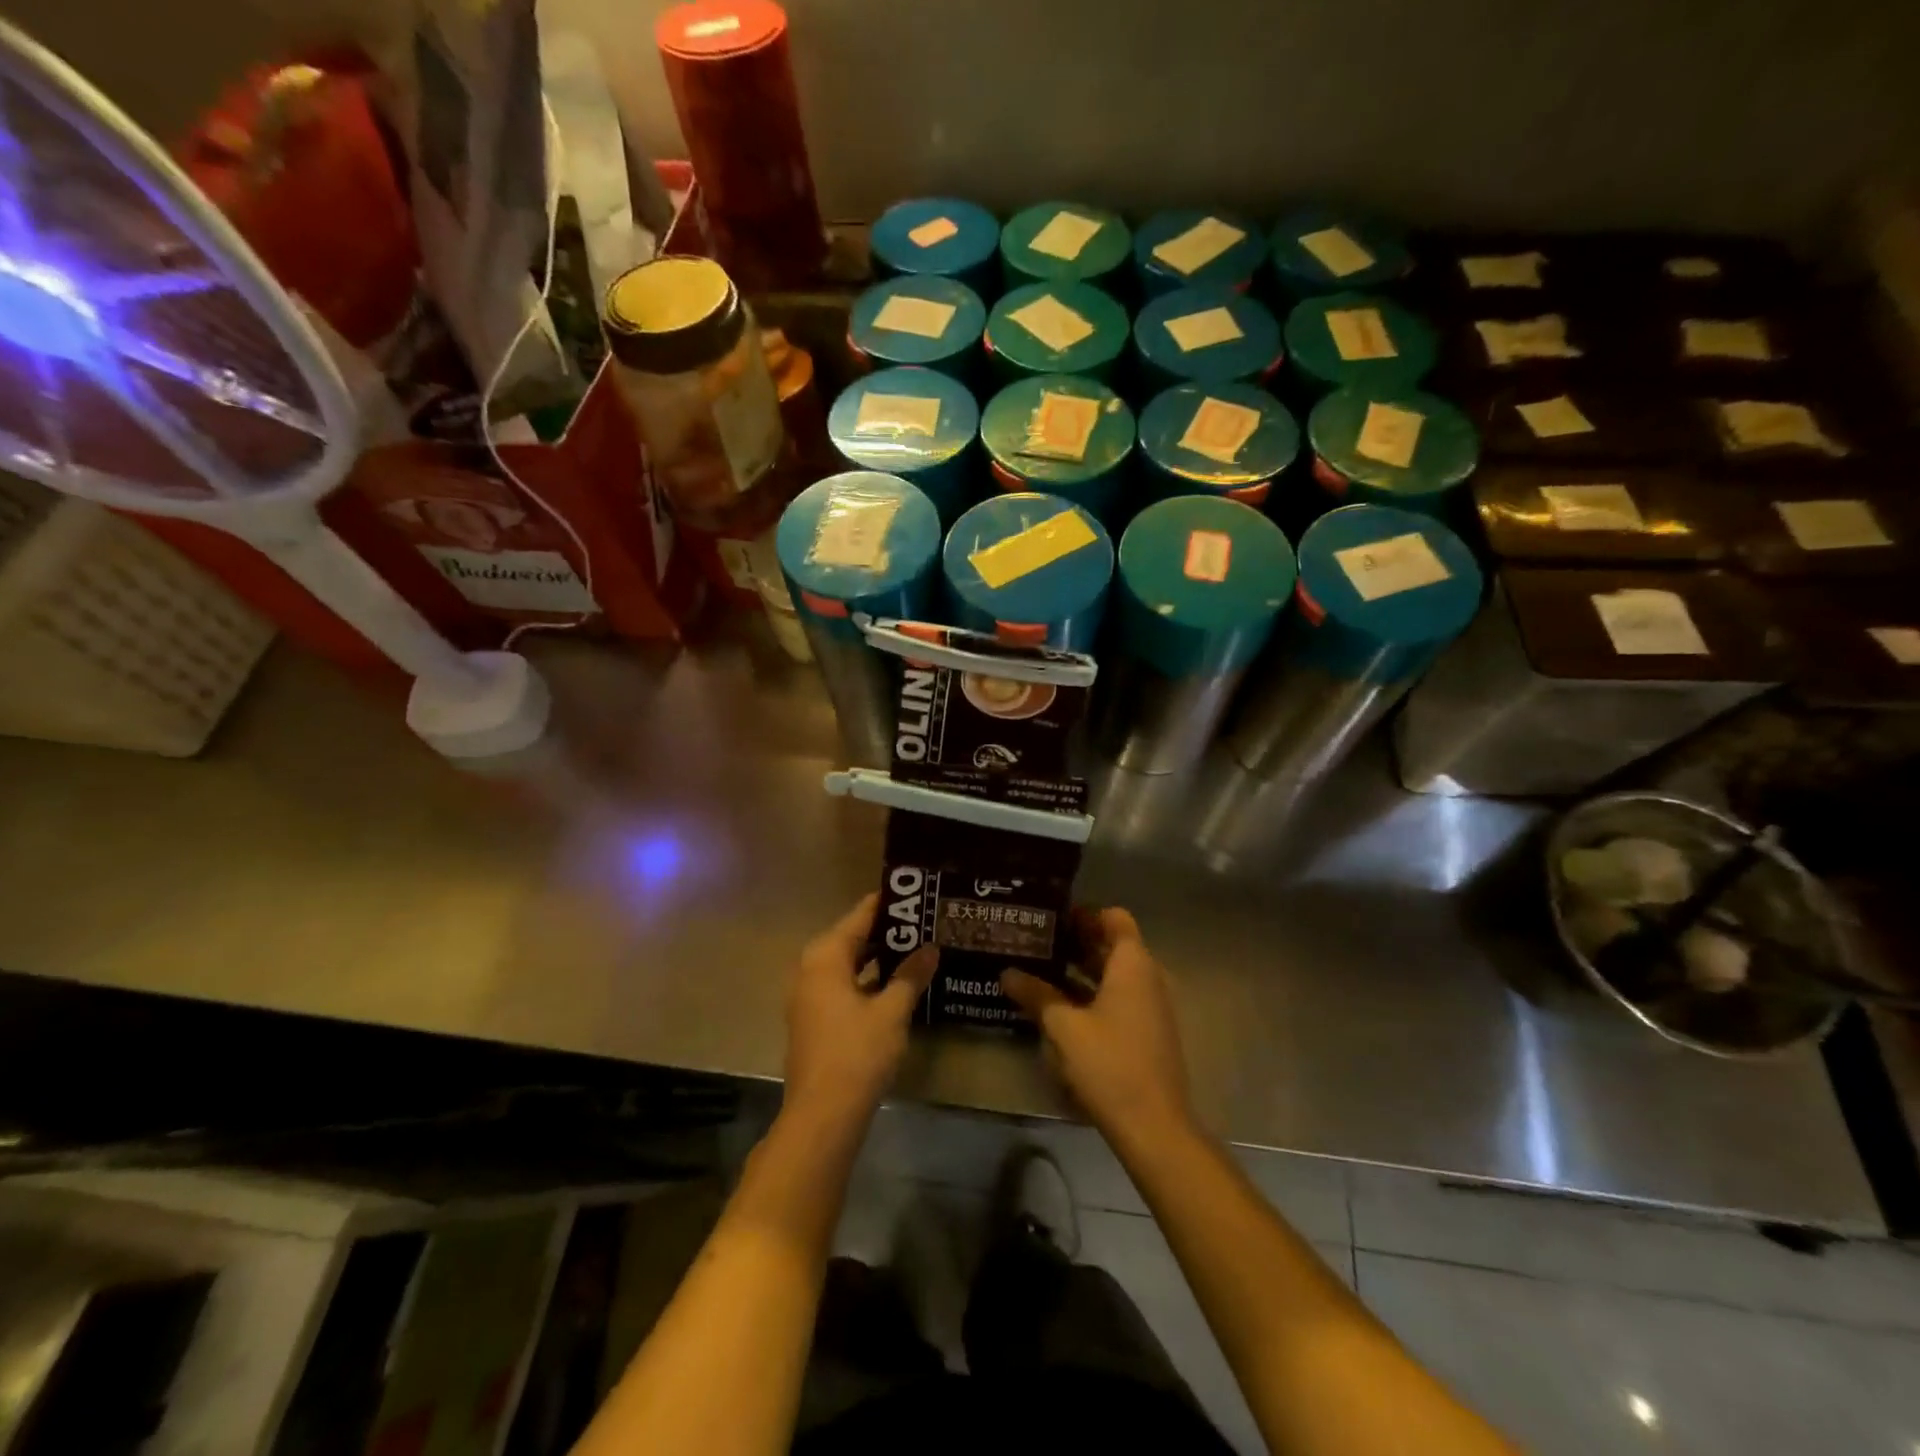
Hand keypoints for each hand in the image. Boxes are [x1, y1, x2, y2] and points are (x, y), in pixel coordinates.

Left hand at [783, 893, 939, 1134]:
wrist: (823, 1115)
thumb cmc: (857, 1053)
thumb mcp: (892, 1011)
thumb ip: (911, 975)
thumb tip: (930, 948)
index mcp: (825, 956)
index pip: (861, 915)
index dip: (890, 904)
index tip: (919, 893)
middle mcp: (811, 968)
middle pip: (853, 938)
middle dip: (889, 932)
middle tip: (926, 921)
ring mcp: (810, 996)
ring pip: (849, 964)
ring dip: (880, 957)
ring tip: (918, 948)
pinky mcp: (815, 1019)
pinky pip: (845, 985)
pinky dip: (869, 980)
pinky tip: (898, 984)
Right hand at [1001, 907, 1192, 1143]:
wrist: (1154, 1126)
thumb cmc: (1109, 1063)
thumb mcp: (1063, 1027)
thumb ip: (1036, 994)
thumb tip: (1007, 973)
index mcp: (1133, 964)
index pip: (1114, 918)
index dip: (1084, 913)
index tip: (1051, 917)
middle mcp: (1147, 977)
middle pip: (1112, 945)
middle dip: (1075, 941)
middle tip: (1035, 942)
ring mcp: (1150, 1007)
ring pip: (1113, 974)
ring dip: (1081, 970)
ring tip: (1040, 970)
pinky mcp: (1147, 1033)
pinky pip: (1118, 998)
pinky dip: (1092, 994)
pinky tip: (1059, 1007)